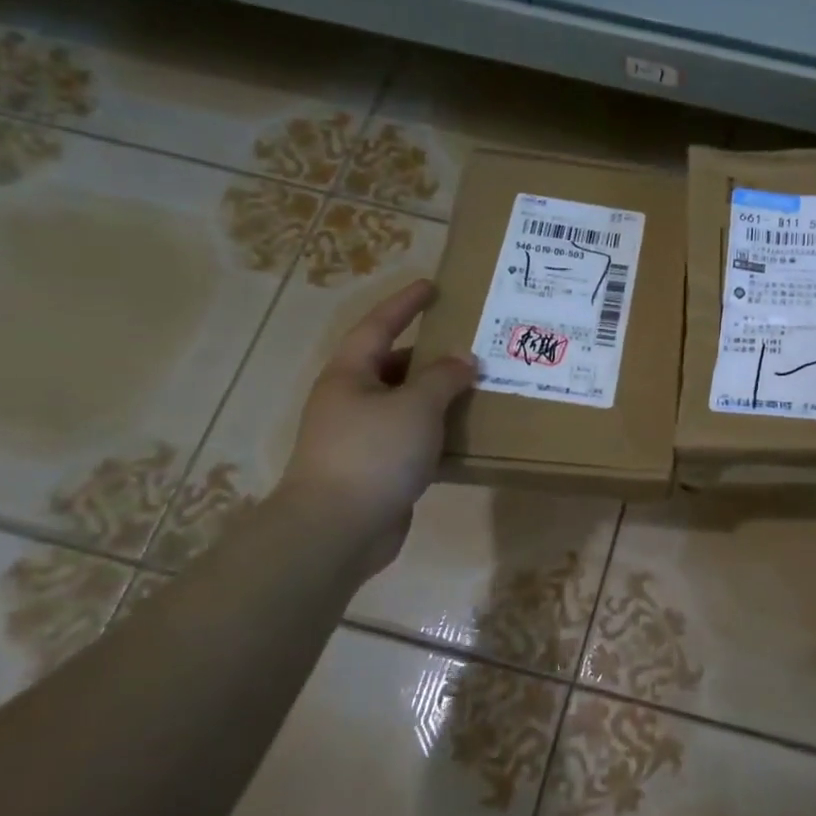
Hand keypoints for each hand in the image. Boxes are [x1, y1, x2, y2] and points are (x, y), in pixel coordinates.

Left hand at [276, 279, 476, 577]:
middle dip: (430, 355)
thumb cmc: (374, 453)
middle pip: (393, 366)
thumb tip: (463, 359)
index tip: (432, 286)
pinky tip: (465, 433)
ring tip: (477, 387)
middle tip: (470, 345)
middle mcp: (351, 400)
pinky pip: (411, 438)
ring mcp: (361, 437)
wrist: (338, 529)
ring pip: (405, 405)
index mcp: (350, 375)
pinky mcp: (375, 469)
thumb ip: (443, 377)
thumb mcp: (416, 406)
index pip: (379, 326)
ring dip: (437, 396)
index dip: (405, 304)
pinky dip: (436, 432)